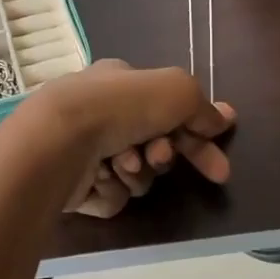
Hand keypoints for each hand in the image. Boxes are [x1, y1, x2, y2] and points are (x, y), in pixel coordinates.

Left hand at [0, 60, 235, 217]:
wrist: (58, 142)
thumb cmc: (118, 108)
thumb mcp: (176, 91)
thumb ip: (201, 106)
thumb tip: (221, 119)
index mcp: (120, 83)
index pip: (170, 109)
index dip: (199, 135)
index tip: (220, 167)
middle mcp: (101, 113)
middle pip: (154, 144)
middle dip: (163, 155)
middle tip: (159, 158)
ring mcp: (85, 149)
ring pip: (135, 173)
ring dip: (137, 172)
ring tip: (122, 163)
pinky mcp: (74, 184)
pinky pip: (112, 195)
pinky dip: (113, 190)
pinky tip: (101, 178)